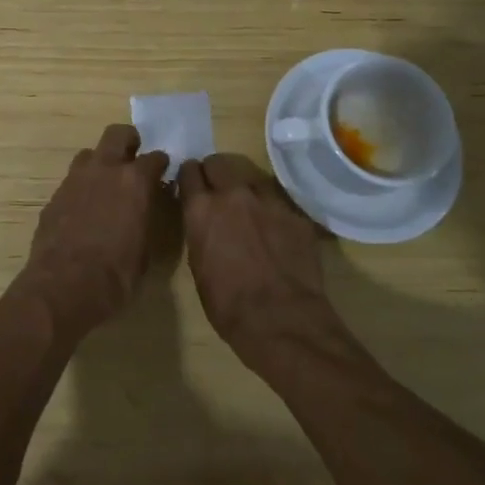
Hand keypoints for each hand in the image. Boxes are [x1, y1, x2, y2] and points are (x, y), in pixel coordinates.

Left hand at [17, 124, 169, 339]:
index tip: (162, 172)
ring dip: (100, 162)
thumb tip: (146, 209)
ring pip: (90, 153)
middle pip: (117, 134)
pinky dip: (82, 187)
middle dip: (128, 141)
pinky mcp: (54, 195)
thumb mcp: (146, 250)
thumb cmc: (116, 276)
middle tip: (133, 157)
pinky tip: (84, 209)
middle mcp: (105, 170)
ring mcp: (75, 179)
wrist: (63, 286)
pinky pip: (72, 180)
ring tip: (106, 183)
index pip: (155, 158)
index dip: (161, 164)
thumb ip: (147, 219)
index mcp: (135, 182)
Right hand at [180, 154, 341, 365]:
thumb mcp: (198, 266)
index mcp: (202, 209)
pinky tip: (275, 233)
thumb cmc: (228, 305)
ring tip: (249, 211)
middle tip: (217, 191)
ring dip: (245, 189)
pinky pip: (278, 202)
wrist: (282, 321)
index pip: (189, 171)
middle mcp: (233, 194)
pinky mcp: (295, 214)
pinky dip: (272, 212)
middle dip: (214, 173)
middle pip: (219, 162)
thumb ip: (200, 231)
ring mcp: (268, 200)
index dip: (189, 178)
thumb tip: (204, 221)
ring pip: (251, 177)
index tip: (191, 186)